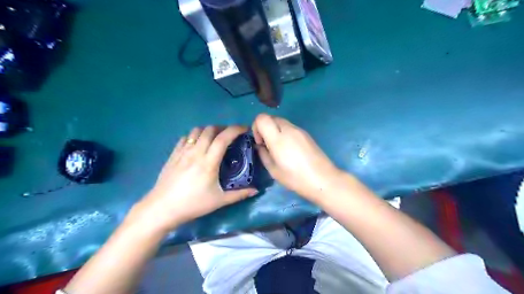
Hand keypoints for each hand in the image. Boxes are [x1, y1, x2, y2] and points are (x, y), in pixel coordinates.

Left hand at [131, 127, 256, 234]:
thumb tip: (256, 190)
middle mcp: (195, 152)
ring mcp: (182, 152)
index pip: (223, 138)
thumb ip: (239, 194)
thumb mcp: (219, 201)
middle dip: (223, 128)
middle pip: (210, 130)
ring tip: (215, 138)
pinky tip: (198, 145)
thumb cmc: (193, 204)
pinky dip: (195, 136)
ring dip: (208, 130)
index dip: (235, 129)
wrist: (162, 209)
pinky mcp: (173, 154)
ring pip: (196, 131)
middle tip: (230, 136)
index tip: (244, 129)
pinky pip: (185, 138)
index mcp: (208, 162)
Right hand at [252, 114, 342, 200]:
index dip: (256, 127)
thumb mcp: (273, 170)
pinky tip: (290, 149)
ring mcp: (299, 130)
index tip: (260, 142)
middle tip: (268, 146)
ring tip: (279, 149)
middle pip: (271, 117)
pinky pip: (290, 128)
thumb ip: (263, 154)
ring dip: (275, 130)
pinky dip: (285, 133)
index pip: (262, 118)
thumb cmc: (295, 178)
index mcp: (278, 138)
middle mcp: (289, 129)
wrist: (323, 179)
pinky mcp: (306, 133)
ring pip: (281, 122)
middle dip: (265, 128)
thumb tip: (260, 146)